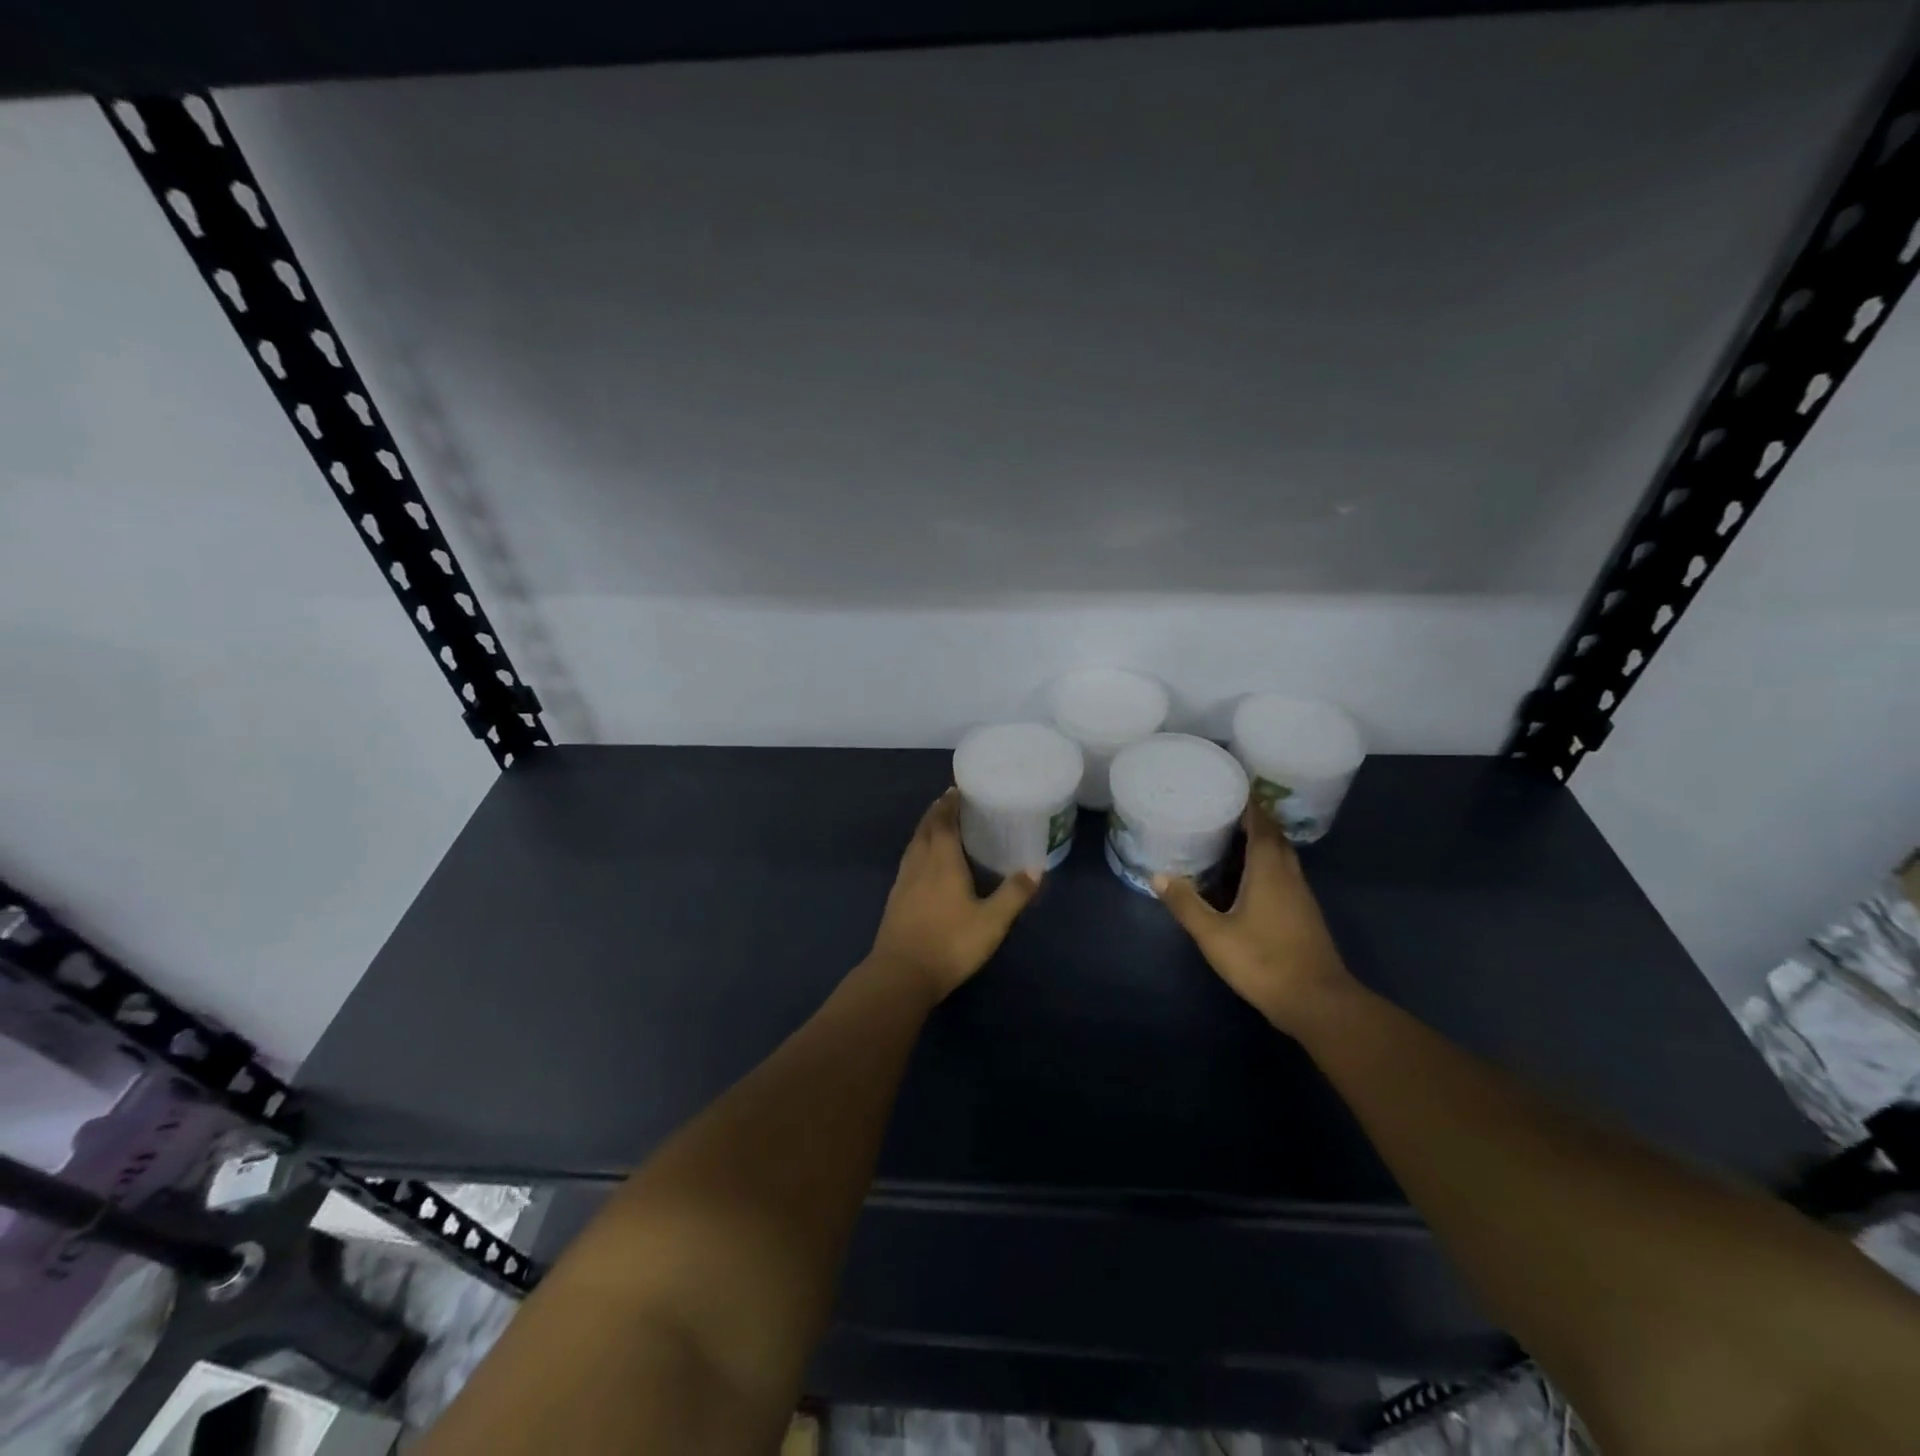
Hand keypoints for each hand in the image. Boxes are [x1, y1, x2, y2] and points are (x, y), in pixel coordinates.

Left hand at [868, 790, 1041, 1001]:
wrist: (901, 974)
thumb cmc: (950, 943)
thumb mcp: (992, 922)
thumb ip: (1014, 894)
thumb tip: (1035, 867)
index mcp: (942, 861)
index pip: (943, 822)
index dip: (949, 804)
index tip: (956, 789)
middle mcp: (920, 864)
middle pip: (925, 829)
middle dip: (936, 812)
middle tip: (949, 801)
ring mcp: (903, 882)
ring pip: (914, 844)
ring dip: (925, 829)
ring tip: (938, 825)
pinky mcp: (895, 899)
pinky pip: (909, 862)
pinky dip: (918, 850)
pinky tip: (925, 863)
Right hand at [1154, 805, 1358, 1035]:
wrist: (1317, 1002)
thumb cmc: (1263, 961)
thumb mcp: (1214, 935)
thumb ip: (1186, 904)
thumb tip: (1158, 875)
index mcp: (1269, 870)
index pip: (1261, 824)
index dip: (1249, 804)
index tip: (1231, 786)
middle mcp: (1289, 875)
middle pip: (1274, 837)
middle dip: (1253, 820)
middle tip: (1224, 810)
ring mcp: (1300, 896)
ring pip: (1281, 857)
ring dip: (1260, 843)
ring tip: (1229, 838)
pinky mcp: (1303, 914)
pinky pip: (1283, 875)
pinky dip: (1265, 865)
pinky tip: (1245, 878)